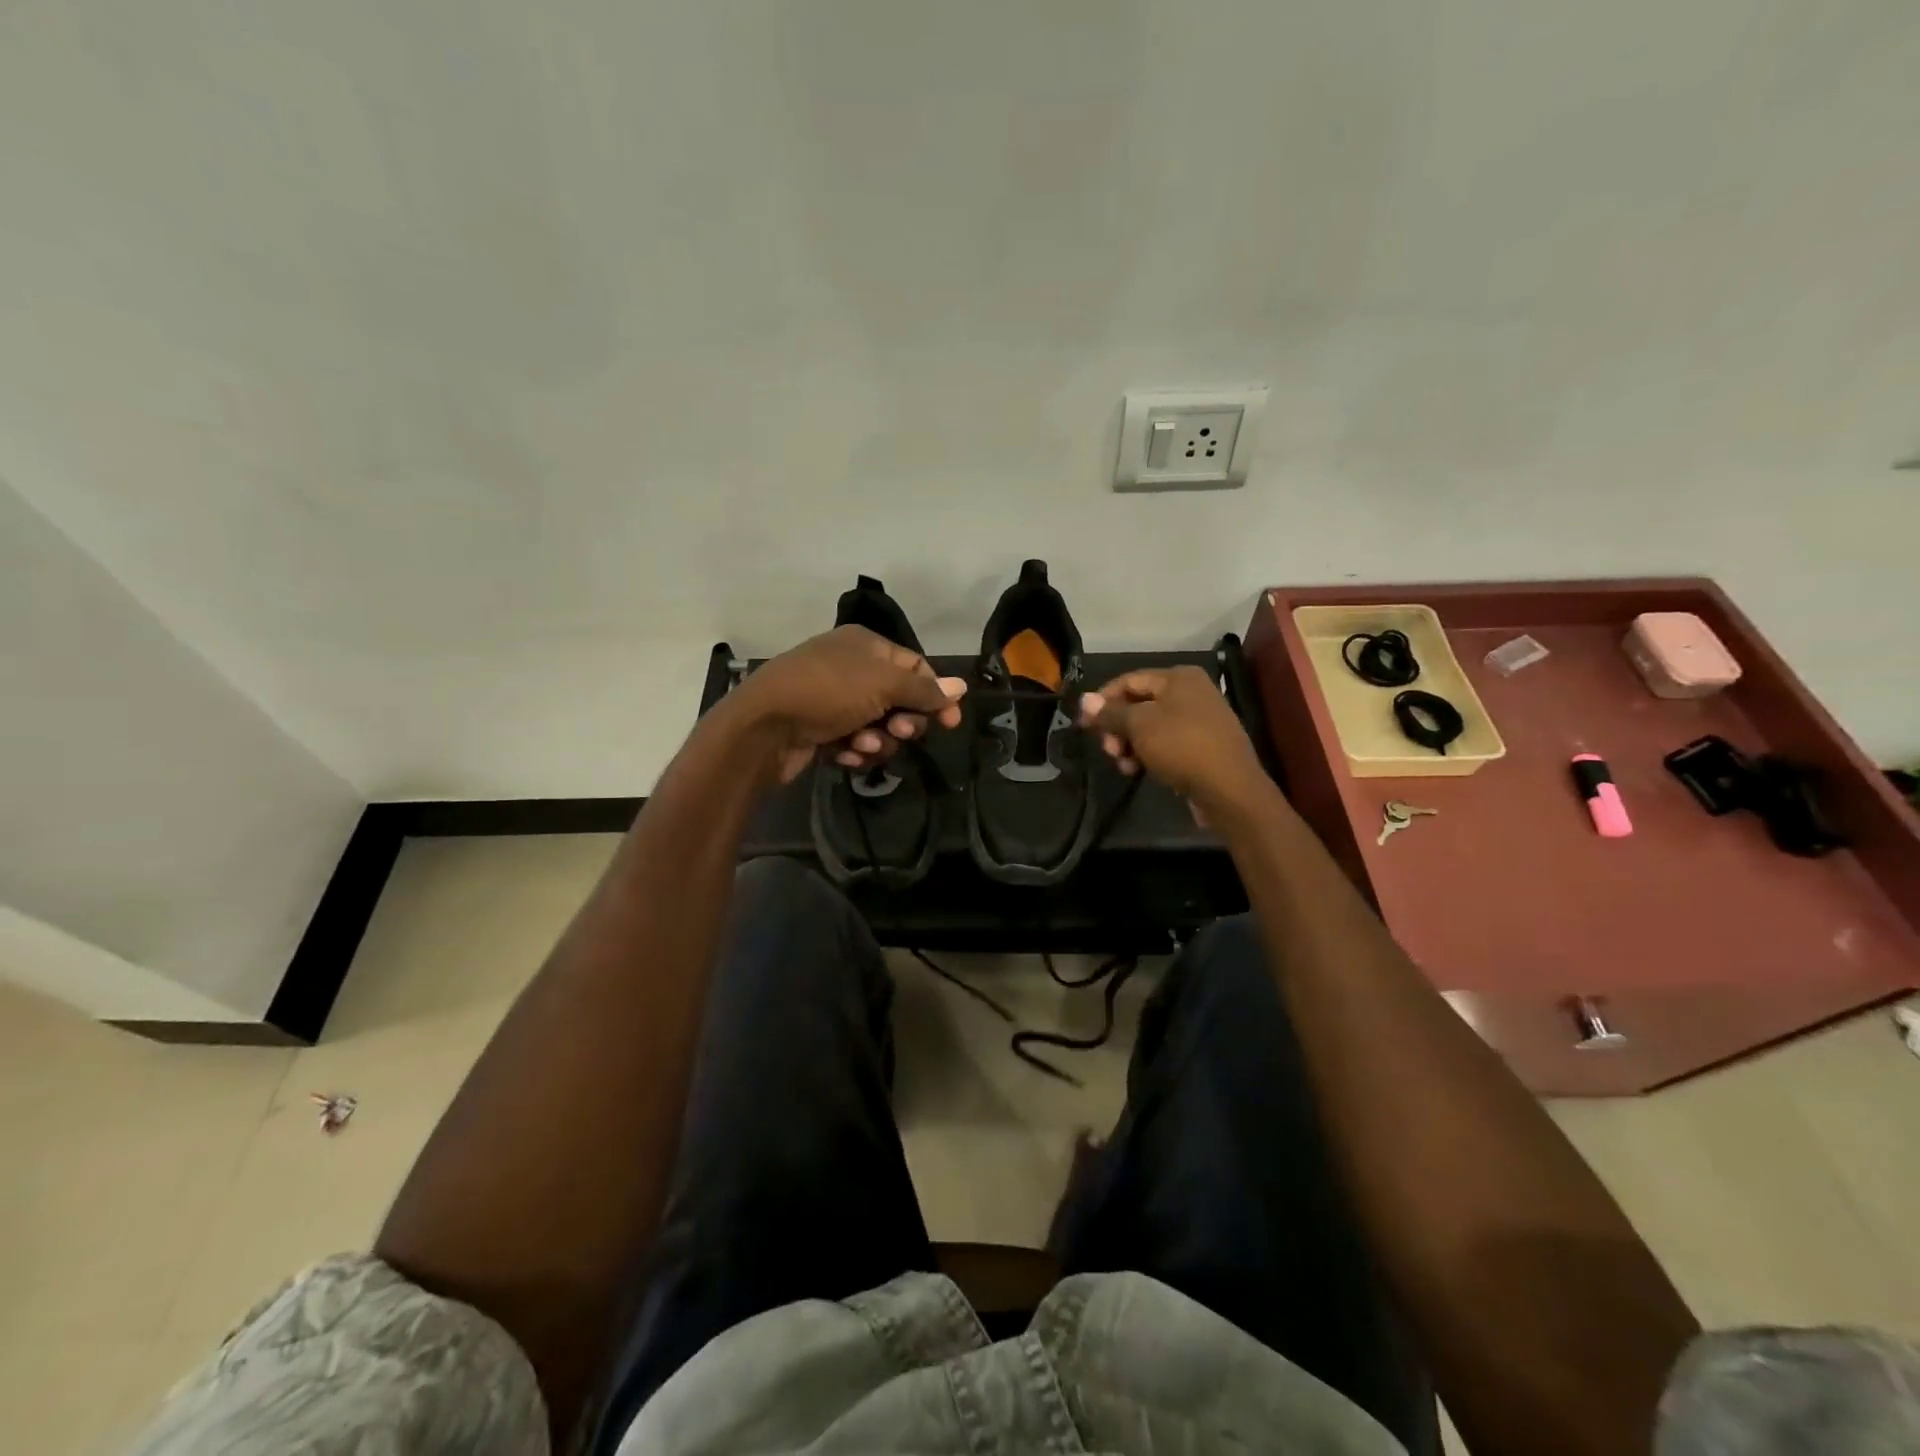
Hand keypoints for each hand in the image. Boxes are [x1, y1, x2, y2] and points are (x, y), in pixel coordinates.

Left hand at [722, 626, 967, 784]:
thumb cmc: (827, 692)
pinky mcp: (820, 731)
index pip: (916, 667)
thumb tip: (962, 686)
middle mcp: (851, 669)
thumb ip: (924, 690)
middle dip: (903, 722)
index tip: (951, 723)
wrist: (763, 727)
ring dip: (877, 741)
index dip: (936, 694)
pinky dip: (853, 751)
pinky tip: (841, 754)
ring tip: (860, 745)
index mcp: (866, 646)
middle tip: (898, 733)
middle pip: (900, 700)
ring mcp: (833, 701)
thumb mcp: (882, 685)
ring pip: (878, 727)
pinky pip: (854, 743)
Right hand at [1079, 666, 1272, 822]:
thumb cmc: (1181, 746)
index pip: (1128, 681)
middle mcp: (1192, 692)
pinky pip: (1167, 743)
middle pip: (1139, 704)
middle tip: (1109, 750)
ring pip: (1151, 726)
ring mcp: (1200, 719)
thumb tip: (1085, 700)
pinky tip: (1139, 770)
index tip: (1083, 725)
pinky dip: (1149, 753)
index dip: (1102, 700)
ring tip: (1124, 765)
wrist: (1230, 788)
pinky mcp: (1203, 745)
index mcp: (1178, 677)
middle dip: (1118, 728)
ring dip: (1130, 744)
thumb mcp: (1139, 726)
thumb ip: (1110, 712)